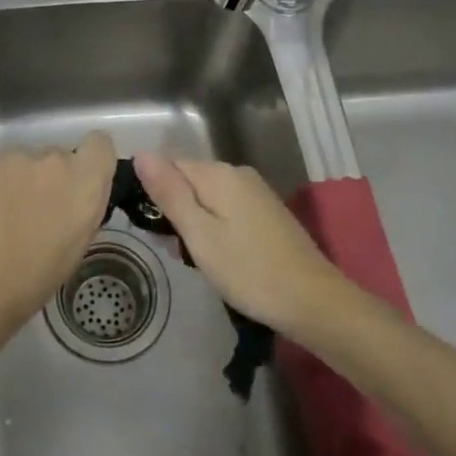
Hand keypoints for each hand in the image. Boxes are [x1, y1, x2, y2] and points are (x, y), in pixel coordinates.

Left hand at [0, 131, 116, 337]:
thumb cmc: (32, 280)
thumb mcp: (76, 247)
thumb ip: (82, 209)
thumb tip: (75, 198)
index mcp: (84, 181)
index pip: (100, 144)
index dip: (91, 161)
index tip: (78, 184)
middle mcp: (53, 159)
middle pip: (58, 156)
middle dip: (50, 178)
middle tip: (35, 211)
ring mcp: (15, 157)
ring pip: (24, 162)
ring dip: (20, 181)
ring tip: (3, 216)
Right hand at [133, 154, 347, 337]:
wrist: (313, 301)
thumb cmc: (248, 270)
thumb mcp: (199, 234)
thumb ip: (169, 193)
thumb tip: (141, 154)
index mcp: (218, 173)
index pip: (169, 165)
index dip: (154, 194)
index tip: (153, 229)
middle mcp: (237, 173)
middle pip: (189, 180)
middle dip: (175, 211)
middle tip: (175, 250)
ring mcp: (256, 192)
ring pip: (207, 197)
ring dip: (194, 223)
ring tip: (195, 260)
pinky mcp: (267, 212)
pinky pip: (227, 209)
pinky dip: (215, 228)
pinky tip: (220, 257)